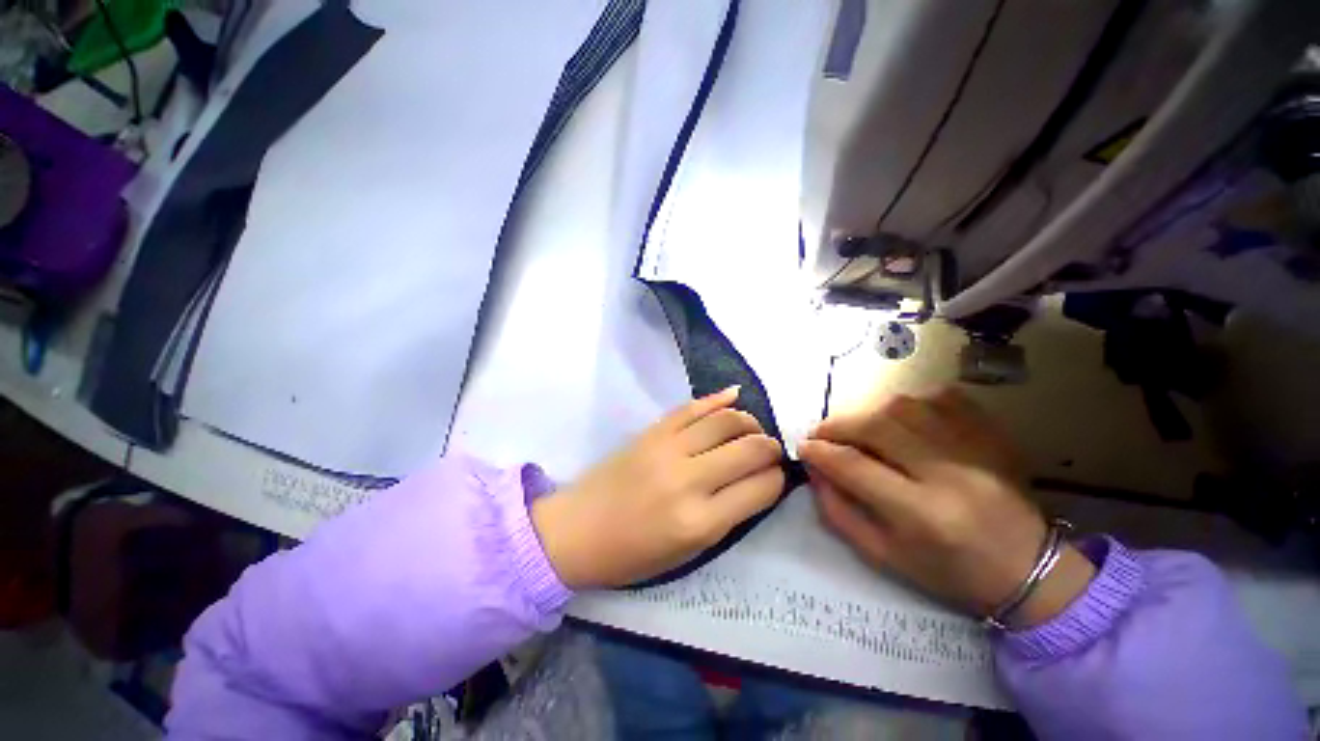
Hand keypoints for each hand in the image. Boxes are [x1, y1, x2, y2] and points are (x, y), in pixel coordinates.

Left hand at [531, 387, 784, 588]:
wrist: (576, 530)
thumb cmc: (632, 554)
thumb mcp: (689, 552)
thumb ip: (728, 515)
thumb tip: (759, 481)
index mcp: (701, 523)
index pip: (761, 488)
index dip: (777, 479)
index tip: (777, 476)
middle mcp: (689, 480)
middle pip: (751, 449)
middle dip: (771, 447)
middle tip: (771, 450)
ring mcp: (668, 448)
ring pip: (726, 420)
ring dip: (749, 421)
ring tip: (752, 429)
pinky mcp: (652, 431)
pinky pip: (693, 406)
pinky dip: (718, 399)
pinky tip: (735, 396)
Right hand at [798, 388, 1094, 626]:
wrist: (1028, 568)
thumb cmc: (949, 571)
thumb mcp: (883, 555)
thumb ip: (839, 511)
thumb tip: (814, 470)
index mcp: (921, 514)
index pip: (853, 465)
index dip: (819, 452)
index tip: (803, 448)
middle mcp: (948, 474)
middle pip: (876, 426)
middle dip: (837, 425)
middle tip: (822, 433)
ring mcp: (975, 447)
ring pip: (904, 405)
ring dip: (868, 411)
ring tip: (858, 427)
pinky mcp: (991, 434)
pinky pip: (941, 397)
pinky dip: (911, 401)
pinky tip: (901, 418)